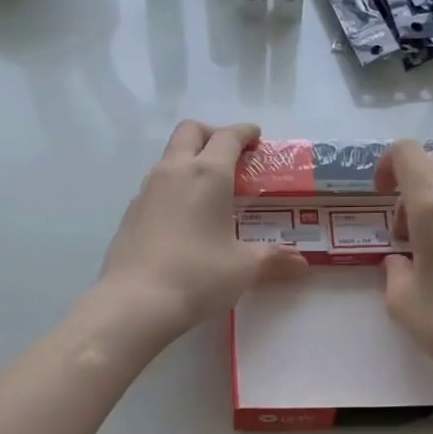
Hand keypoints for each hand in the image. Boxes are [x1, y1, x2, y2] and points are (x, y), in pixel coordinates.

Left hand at [94, 121, 308, 343]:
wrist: (135, 301)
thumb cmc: (198, 276)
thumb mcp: (243, 268)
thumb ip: (273, 259)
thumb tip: (301, 263)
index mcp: (208, 174)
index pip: (228, 137)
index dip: (244, 133)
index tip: (256, 137)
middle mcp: (175, 171)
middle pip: (191, 131)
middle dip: (212, 134)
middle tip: (231, 156)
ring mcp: (147, 190)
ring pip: (170, 156)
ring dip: (190, 159)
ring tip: (209, 189)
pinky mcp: (131, 212)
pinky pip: (156, 184)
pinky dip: (174, 186)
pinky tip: (183, 217)